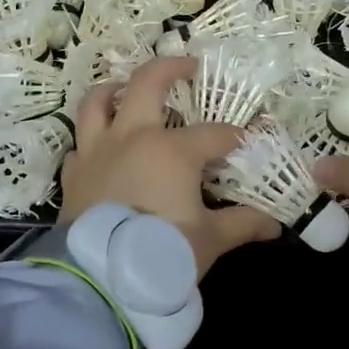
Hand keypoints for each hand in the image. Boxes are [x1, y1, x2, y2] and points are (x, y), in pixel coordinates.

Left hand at [62, 55, 282, 278]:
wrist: (100, 281)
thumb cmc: (163, 253)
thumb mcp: (209, 240)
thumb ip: (242, 224)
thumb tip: (274, 225)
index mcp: (172, 149)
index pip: (215, 133)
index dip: (237, 136)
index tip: (250, 141)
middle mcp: (132, 136)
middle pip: (148, 83)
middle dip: (171, 68)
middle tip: (188, 67)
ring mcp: (97, 151)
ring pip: (98, 102)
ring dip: (114, 89)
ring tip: (126, 89)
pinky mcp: (74, 173)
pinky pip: (80, 143)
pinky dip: (91, 138)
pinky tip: (102, 146)